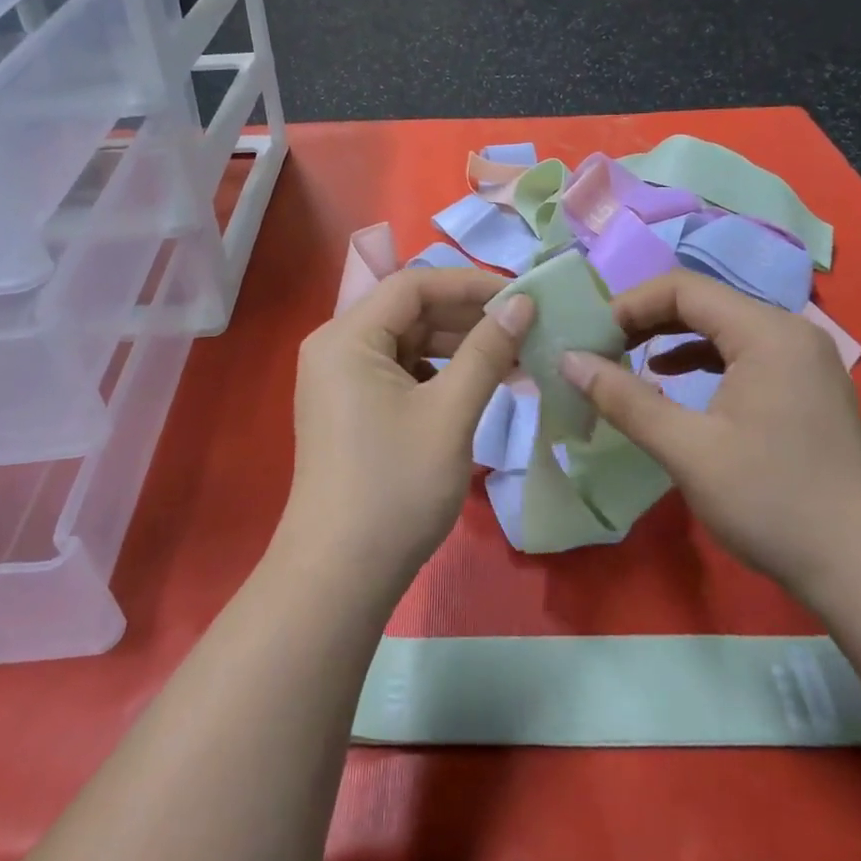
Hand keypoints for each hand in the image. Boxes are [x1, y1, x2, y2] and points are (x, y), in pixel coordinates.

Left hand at [284, 267, 534, 596]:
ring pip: (406, 342)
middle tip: (525, 328)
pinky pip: (398, 371)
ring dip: (457, 346)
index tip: (522, 298)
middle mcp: (335, 346)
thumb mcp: (450, 412)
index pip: (414, 285)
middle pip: (408, 311)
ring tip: (512, 357)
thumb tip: (523, 303)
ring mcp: (339, 379)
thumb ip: (487, 351)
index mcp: (347, 336)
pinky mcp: (350, 407)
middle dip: (467, 317)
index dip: (471, 284)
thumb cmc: (396, 487)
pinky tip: (478, 385)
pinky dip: (438, 372)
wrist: (340, 575)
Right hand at [558, 270, 860, 599]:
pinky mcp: (807, 389)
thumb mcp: (687, 449)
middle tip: (602, 349)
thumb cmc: (772, 501)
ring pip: (724, 328)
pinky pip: (744, 353)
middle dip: (647, 320)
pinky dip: (702, 360)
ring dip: (672, 339)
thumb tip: (568, 360)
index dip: (629, 305)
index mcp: (766, 332)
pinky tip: (675, 383)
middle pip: (704, 302)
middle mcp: (789, 332)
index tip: (591, 338)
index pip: (683, 288)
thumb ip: (624, 398)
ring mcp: (804, 361)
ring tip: (629, 361)